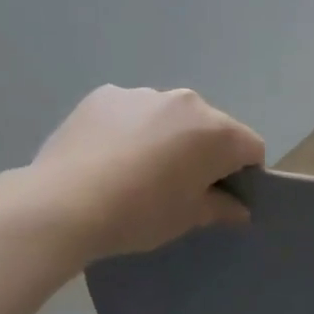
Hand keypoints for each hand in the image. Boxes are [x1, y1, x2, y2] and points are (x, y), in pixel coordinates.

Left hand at [28, 86, 264, 261]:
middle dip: (204, 151)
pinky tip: (107, 156)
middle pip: (210, 127)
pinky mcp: (105, 95)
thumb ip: (221, 208)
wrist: (62, 204)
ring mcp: (143, 94)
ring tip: (135, 170)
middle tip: (177, 185)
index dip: (244, 174)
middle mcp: (187, 102)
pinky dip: (129, 128)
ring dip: (166, 136)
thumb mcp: (187, 219)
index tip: (222, 196)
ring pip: (169, 116)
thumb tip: (240, 208)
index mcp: (217, 132)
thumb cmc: (139, 214)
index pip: (251, 148)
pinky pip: (131, 111)